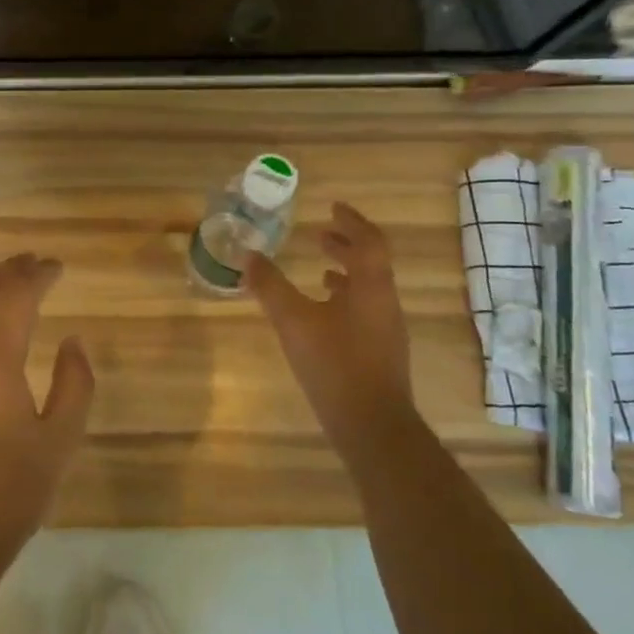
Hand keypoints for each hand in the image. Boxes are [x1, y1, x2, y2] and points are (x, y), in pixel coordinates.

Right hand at [247, 203, 413, 463]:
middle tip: (321, 233)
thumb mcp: (294, 321)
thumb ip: (270, 287)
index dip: (352, 221)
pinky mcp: (379, 352)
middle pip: (371, 262)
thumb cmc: (335, 365)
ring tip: (319, 268)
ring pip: (368, 288)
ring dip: (345, 271)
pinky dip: (344, 298)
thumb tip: (248, 256)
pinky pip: (363, 310)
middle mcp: (385, 303)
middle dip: (347, 244)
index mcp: (371, 287)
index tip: (333, 207)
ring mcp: (385, 330)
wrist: (372, 426)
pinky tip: (322, 313)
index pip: (369, 241)